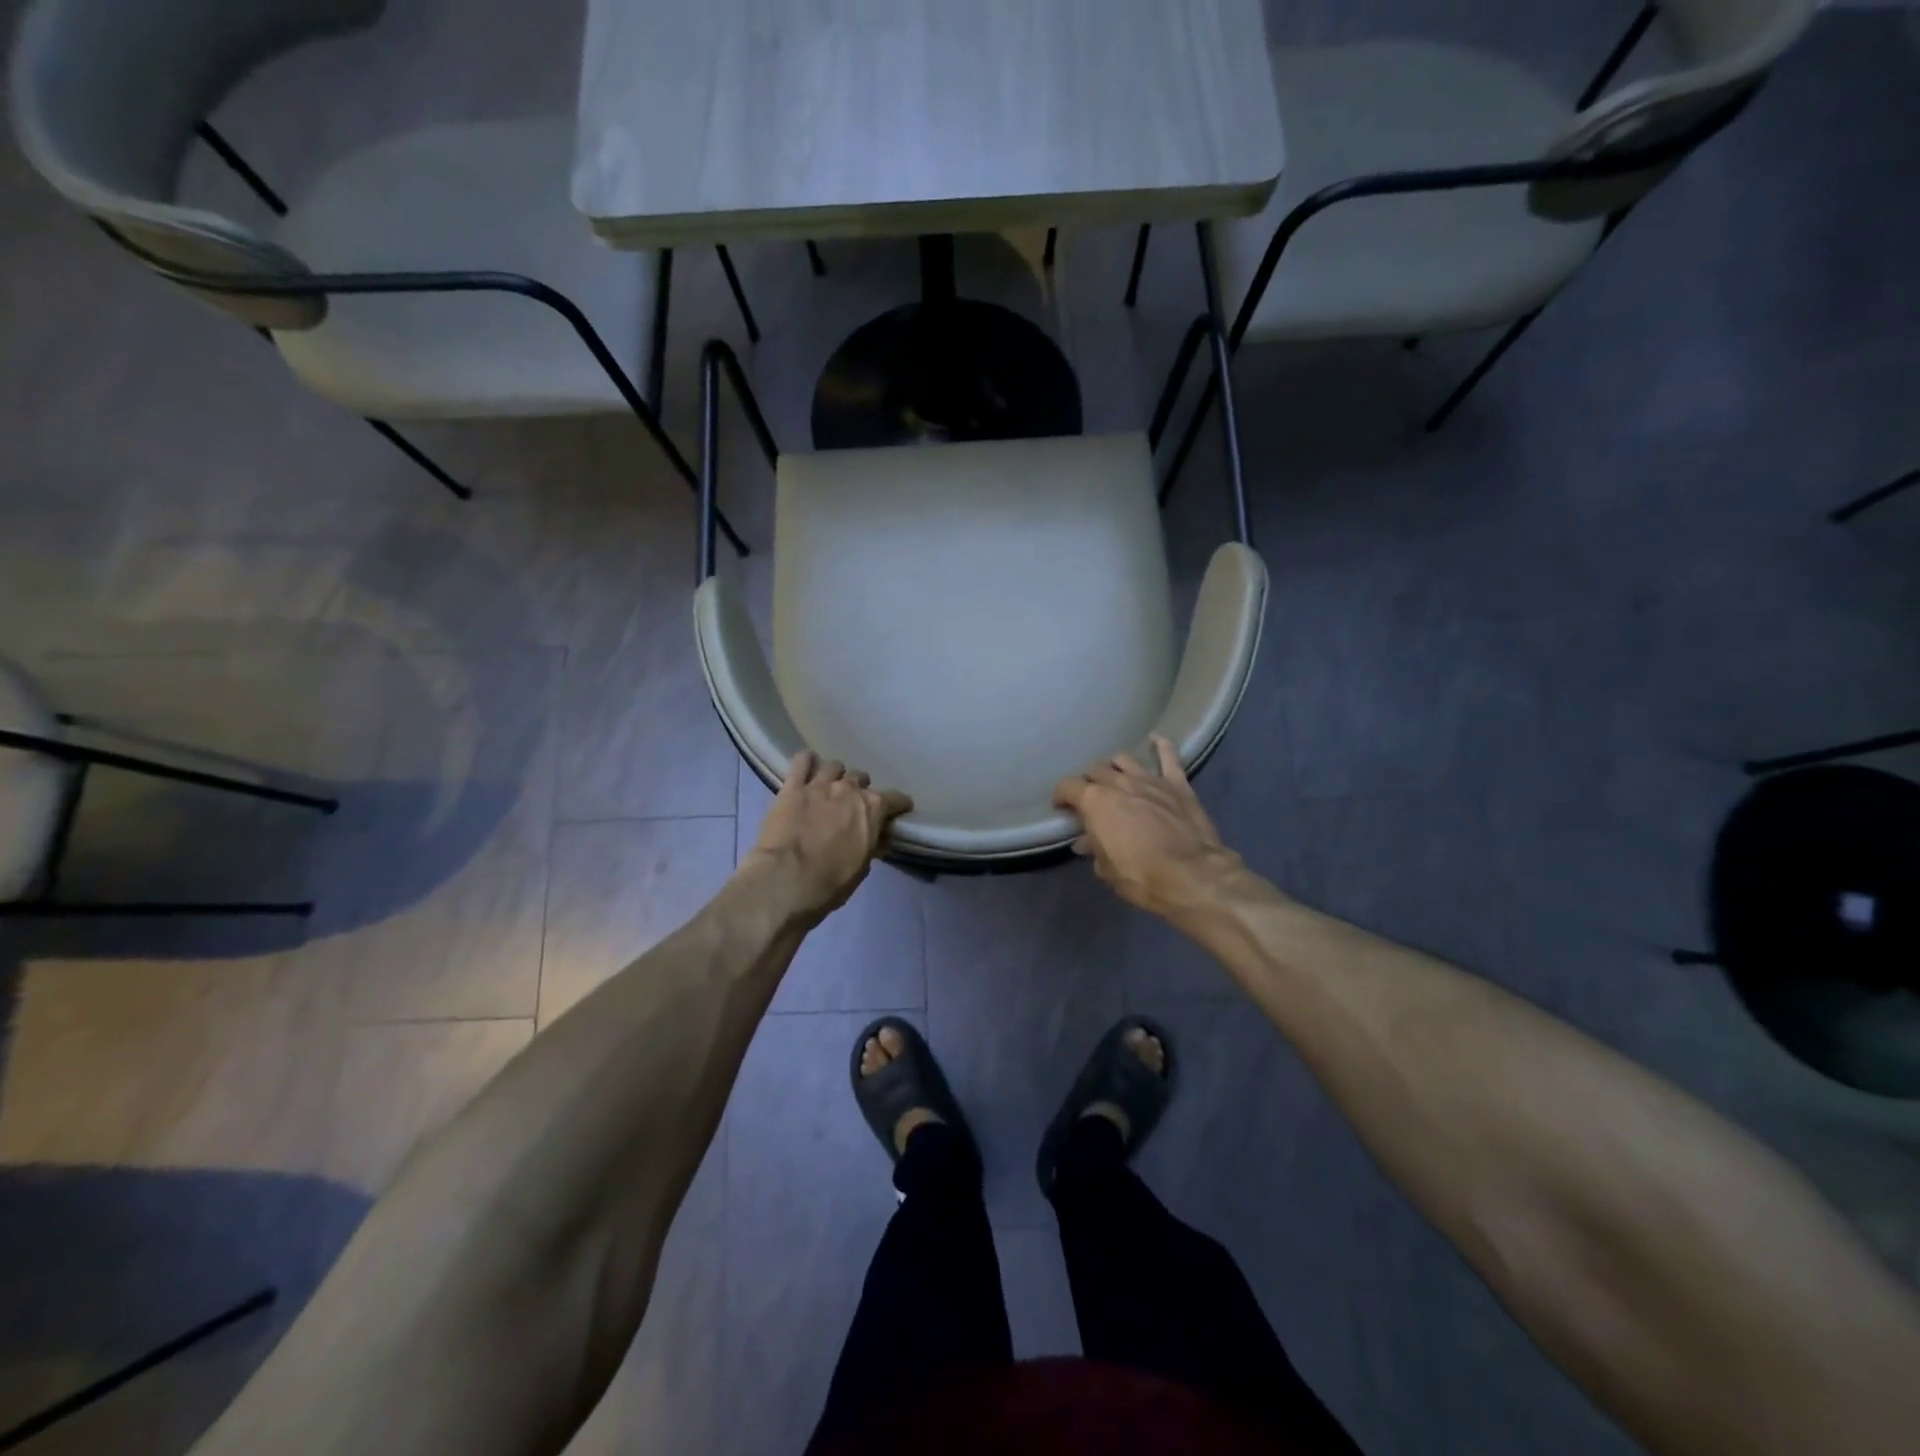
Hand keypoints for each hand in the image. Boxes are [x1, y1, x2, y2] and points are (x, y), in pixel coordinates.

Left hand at [746, 752, 912, 923]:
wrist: (786, 881)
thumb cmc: (830, 882)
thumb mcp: (861, 868)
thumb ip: (871, 845)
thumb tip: (878, 838)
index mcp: (872, 809)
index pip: (896, 798)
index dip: (898, 804)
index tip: (898, 810)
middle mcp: (849, 789)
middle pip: (861, 778)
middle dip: (860, 789)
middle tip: (852, 804)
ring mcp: (820, 784)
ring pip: (834, 766)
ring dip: (835, 775)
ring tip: (829, 786)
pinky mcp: (792, 787)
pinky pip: (801, 761)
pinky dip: (807, 761)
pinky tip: (807, 766)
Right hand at [1054, 735, 1238, 919]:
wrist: (1192, 875)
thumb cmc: (1141, 876)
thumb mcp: (1107, 869)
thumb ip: (1095, 849)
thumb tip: (1085, 842)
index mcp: (1095, 802)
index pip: (1068, 787)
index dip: (1061, 796)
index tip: (1061, 807)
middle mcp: (1119, 783)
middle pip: (1096, 769)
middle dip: (1088, 781)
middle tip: (1090, 797)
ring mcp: (1150, 779)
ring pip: (1125, 759)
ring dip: (1116, 766)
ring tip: (1115, 777)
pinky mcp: (1177, 784)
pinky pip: (1169, 756)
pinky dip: (1161, 746)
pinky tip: (1155, 739)